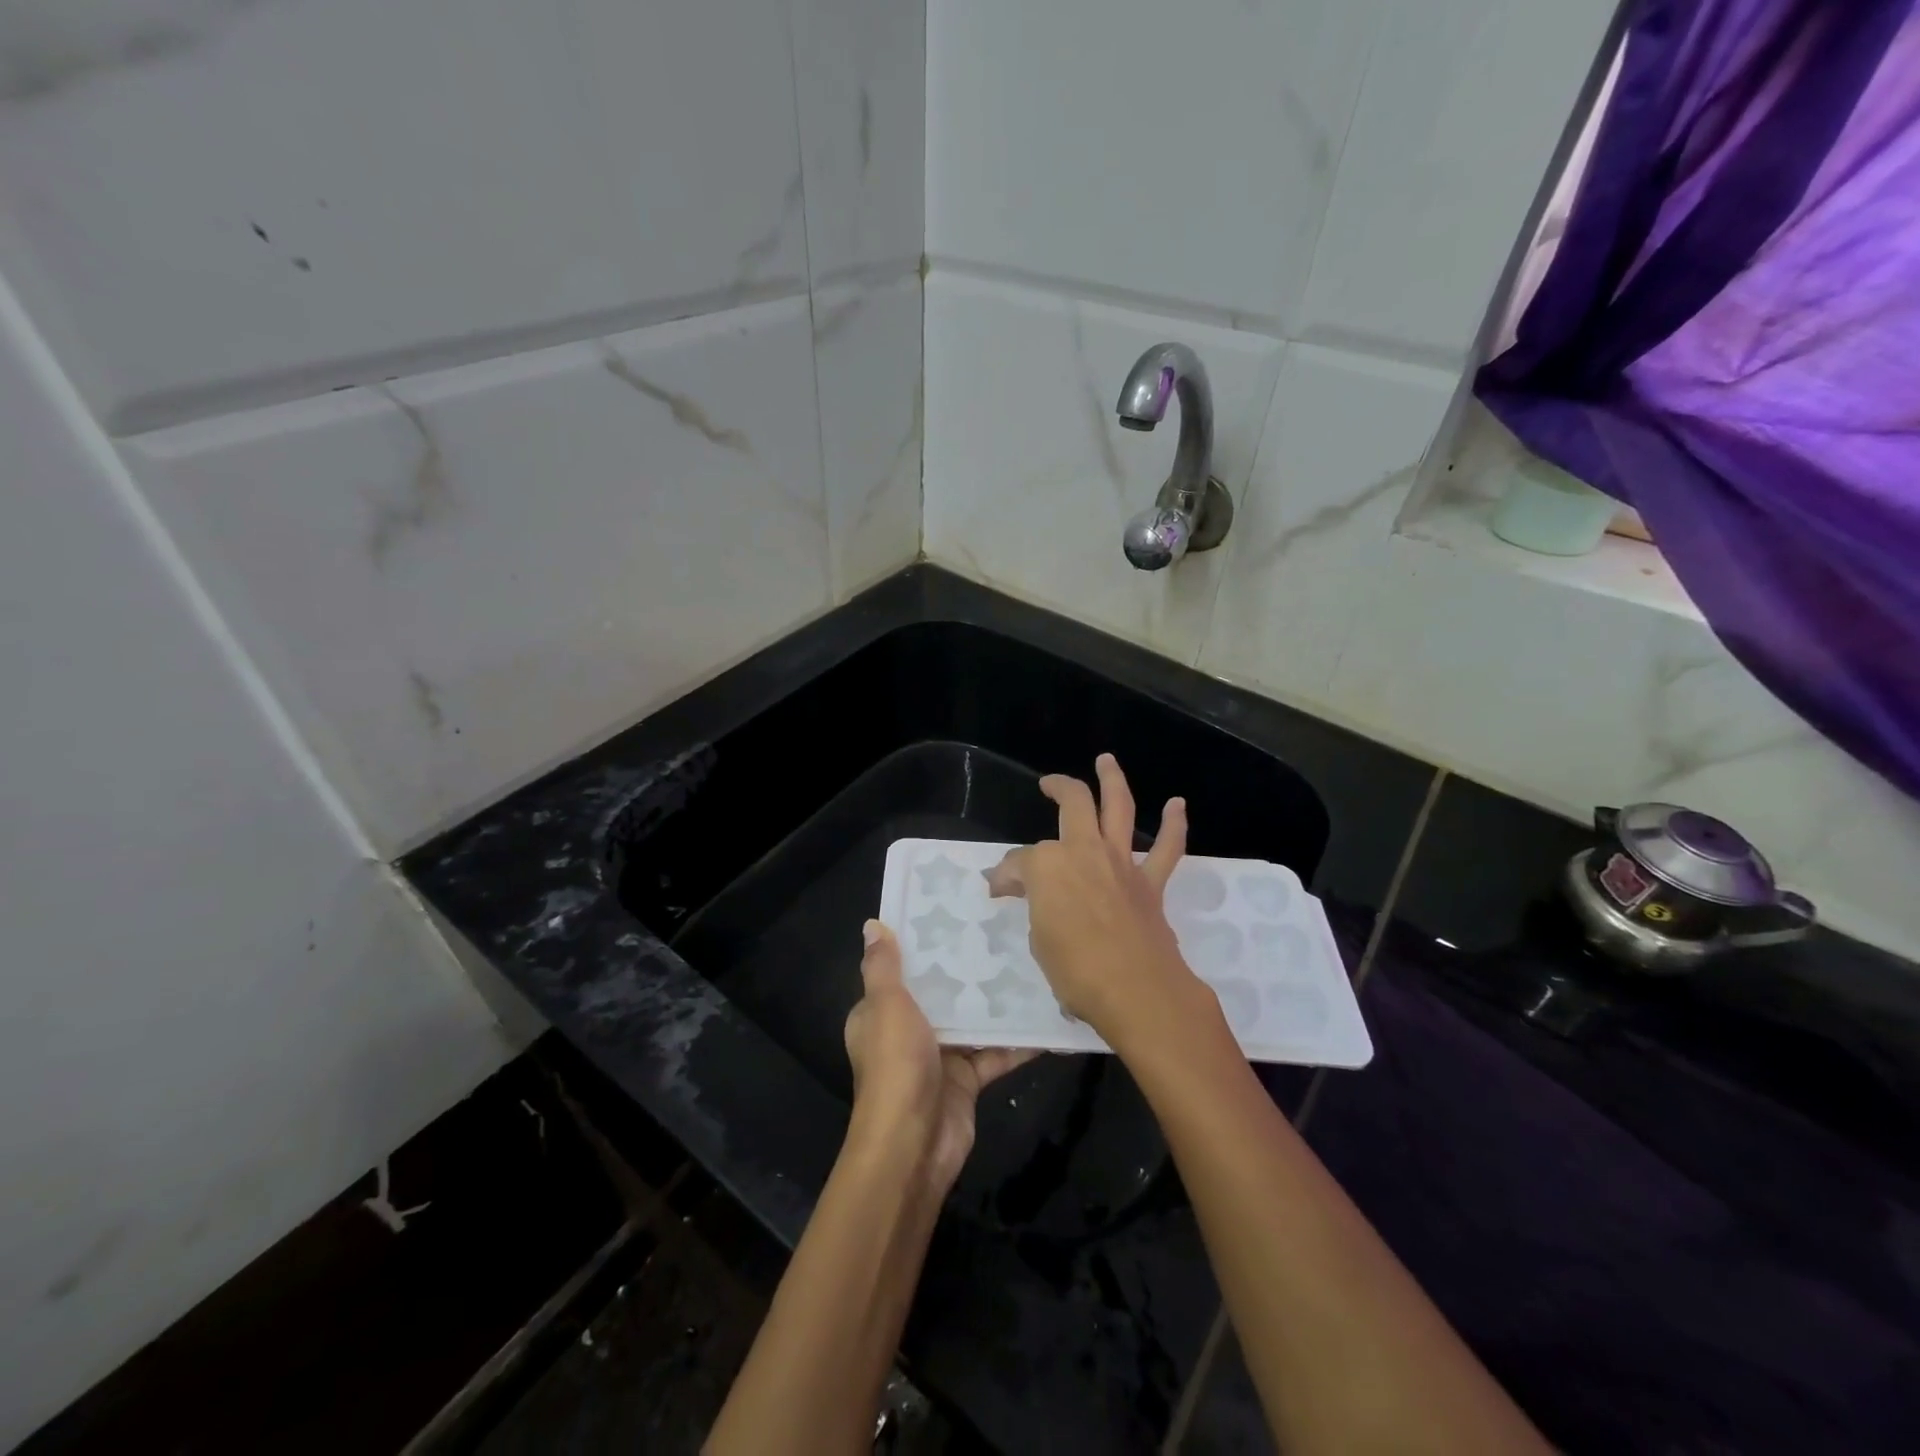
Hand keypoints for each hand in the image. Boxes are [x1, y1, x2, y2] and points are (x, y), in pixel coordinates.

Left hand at [843, 921, 1035, 1192]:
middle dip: (967, 969)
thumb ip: (883, 967)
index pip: (901, 970)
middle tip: (1004, 932)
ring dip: (996, 1002)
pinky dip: (1017, 1041)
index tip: (954, 912)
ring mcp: (940, 1056)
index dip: (923, 945)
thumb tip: (873, 924)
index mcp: (881, 1013)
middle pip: (941, 993)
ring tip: (1031, 965)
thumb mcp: (886, 1006)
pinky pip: (995, 1053)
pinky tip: (1046, 1019)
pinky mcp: (967, 1080)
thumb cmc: (896, 1066)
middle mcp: (908, 1031)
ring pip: (972, 1021)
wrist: (914, 1145)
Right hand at [984, 754, 1203, 1046]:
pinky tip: (1177, 805)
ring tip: (1107, 760)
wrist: (1137, 991)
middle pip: (1072, 804)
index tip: (999, 890)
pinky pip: (1167, 848)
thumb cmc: (1076, 971)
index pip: (1019, 863)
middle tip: (1048, 784)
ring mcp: (1121, 862)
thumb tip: (1027, 895)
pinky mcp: (1150, 882)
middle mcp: (1084, 850)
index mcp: (1047, 866)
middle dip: (1058, 787)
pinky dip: (1173, 825)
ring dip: (1113, 780)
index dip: (1006, 876)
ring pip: (1118, 807)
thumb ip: (1035, 909)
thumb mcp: (1039, 940)